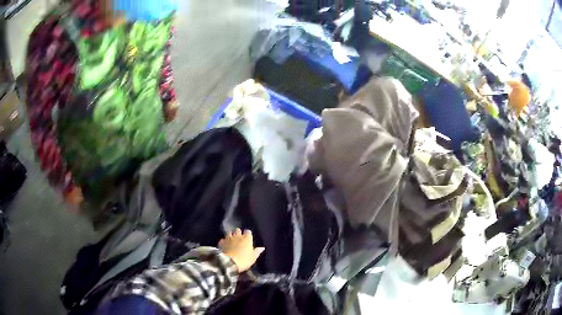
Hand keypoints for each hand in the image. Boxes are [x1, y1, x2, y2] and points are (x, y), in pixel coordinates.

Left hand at [218, 228, 264, 272]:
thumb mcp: (253, 257)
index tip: (248, 238)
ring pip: (229, 232)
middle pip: (238, 230)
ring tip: (231, 239)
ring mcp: (228, 238)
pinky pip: (222, 239)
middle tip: (239, 237)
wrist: (230, 263)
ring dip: (230, 235)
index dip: (248, 234)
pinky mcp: (222, 243)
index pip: (248, 231)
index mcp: (247, 239)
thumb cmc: (244, 260)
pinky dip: (223, 241)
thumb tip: (262, 248)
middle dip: (238, 232)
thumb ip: (257, 251)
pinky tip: (224, 244)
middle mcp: (237, 236)